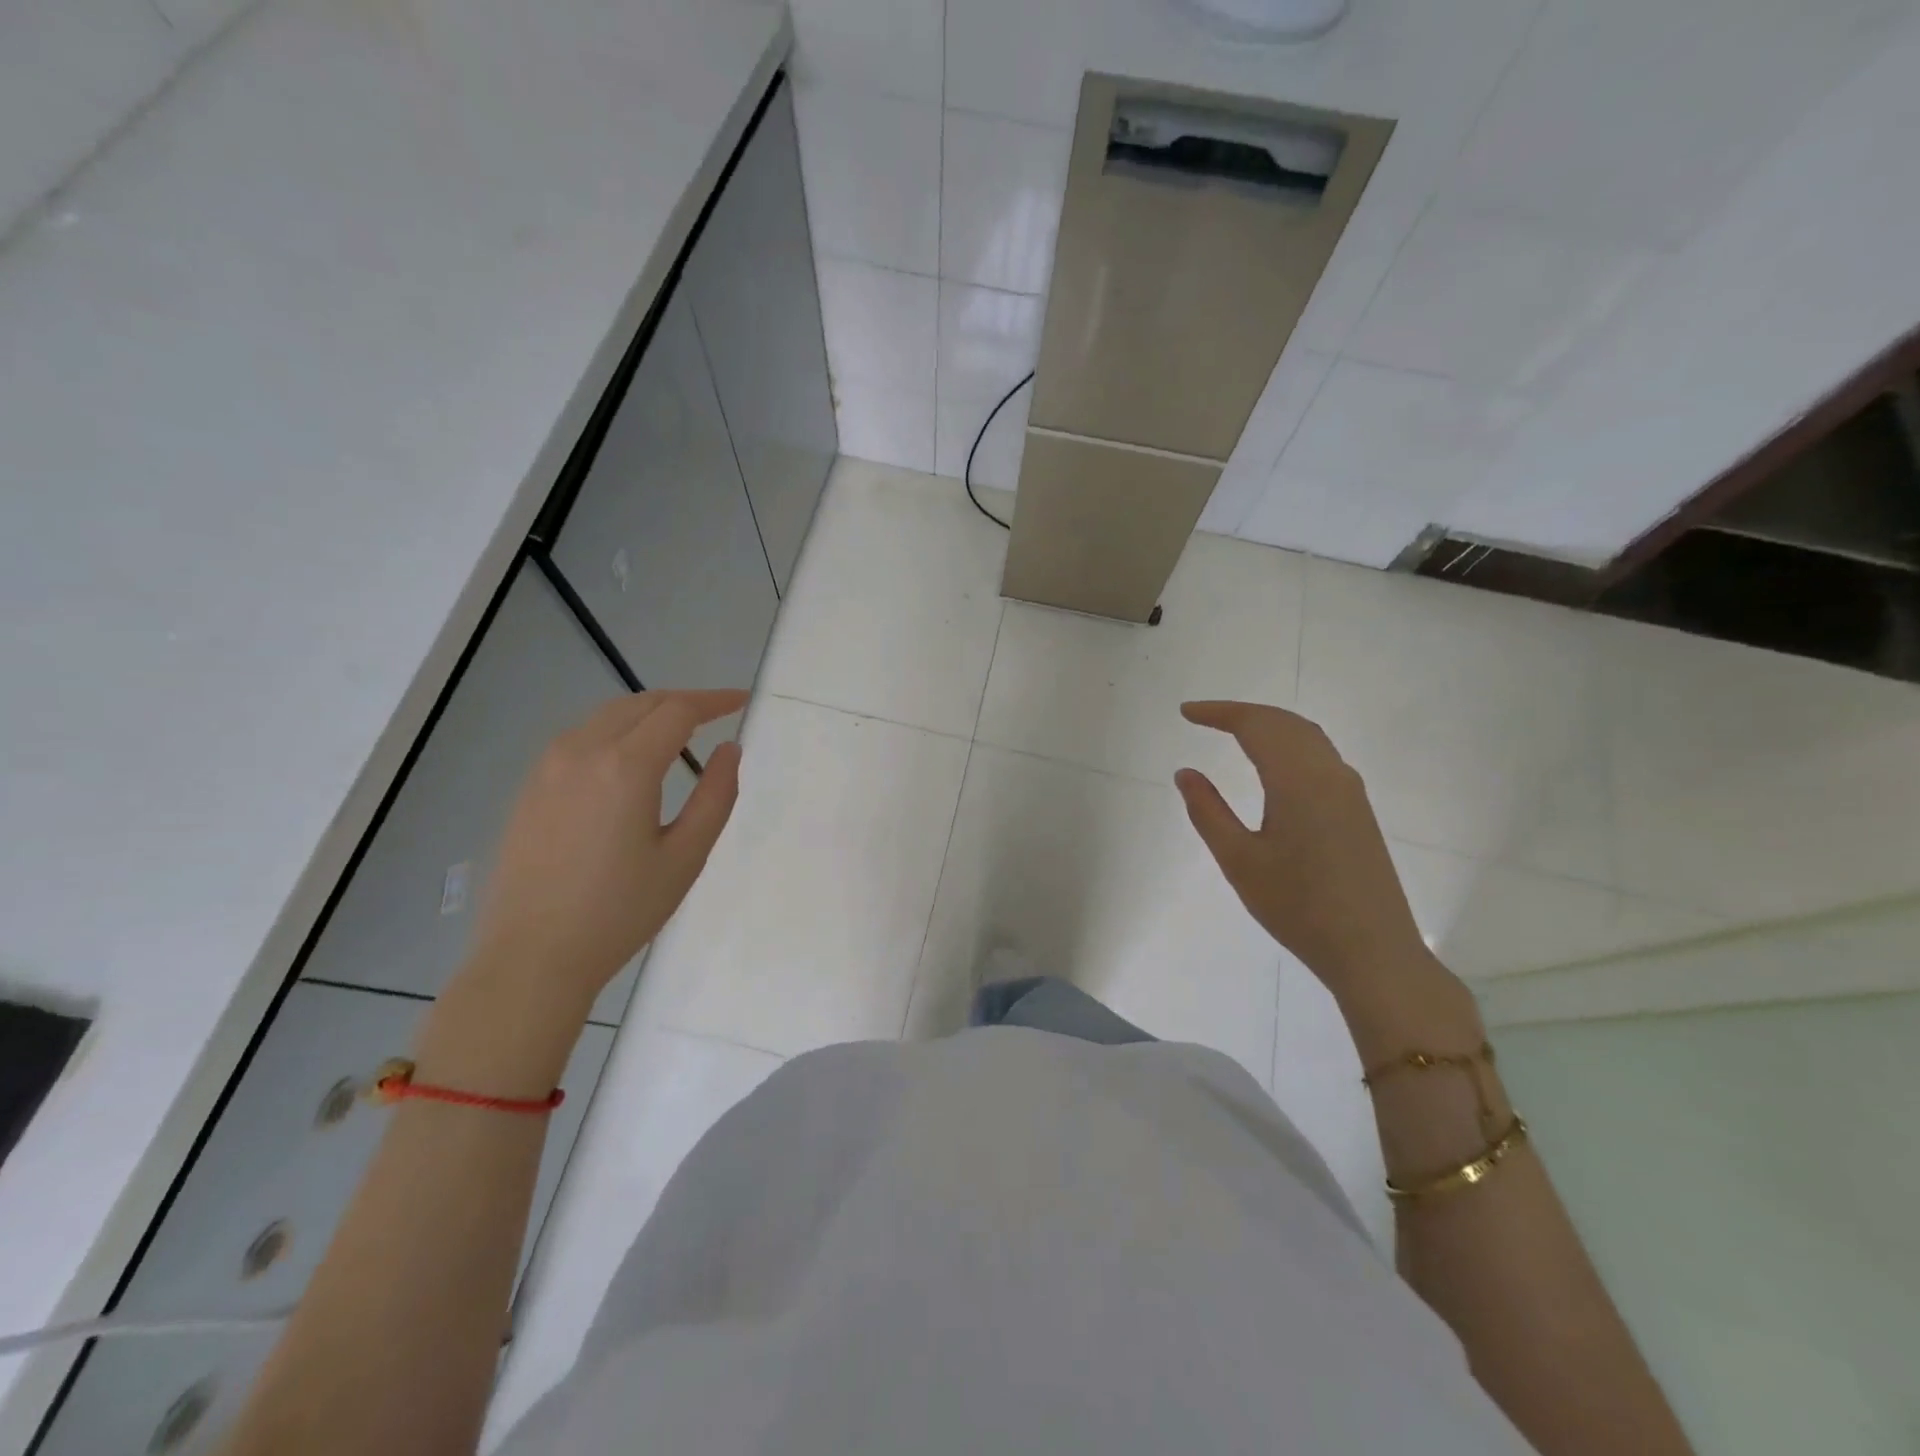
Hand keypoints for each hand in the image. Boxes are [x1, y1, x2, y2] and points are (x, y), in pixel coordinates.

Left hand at [469, 690, 746, 1008]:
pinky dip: (616, 731)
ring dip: (648, 713)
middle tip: (717, 715)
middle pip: (641, 703)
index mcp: (625, 766)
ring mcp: (548, 767)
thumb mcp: (686, 856)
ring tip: (679, 733)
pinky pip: (581, 738)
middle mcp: (582, 751)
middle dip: (683, 702)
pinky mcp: (530, 787)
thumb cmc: (620, 911)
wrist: (532, 958)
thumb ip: (716, 795)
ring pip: (607, 716)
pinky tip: (630, 760)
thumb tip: (729, 749)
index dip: (714, 701)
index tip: (742, 701)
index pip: (678, 711)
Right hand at [1175, 700, 1435, 1001]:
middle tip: (1203, 717)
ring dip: (1268, 724)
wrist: (1372, 950)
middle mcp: (1329, 773)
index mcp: (1298, 780)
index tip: (1186, 712)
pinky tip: (1273, 763)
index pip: (1256, 725)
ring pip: (1306, 736)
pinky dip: (1288, 743)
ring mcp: (1349, 790)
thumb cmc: (1298, 907)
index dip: (1219, 713)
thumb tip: (1185, 772)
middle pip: (1284, 722)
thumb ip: (1208, 811)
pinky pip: (1319, 755)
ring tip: (1233, 731)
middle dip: (1242, 713)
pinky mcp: (1357, 809)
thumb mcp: (1240, 860)